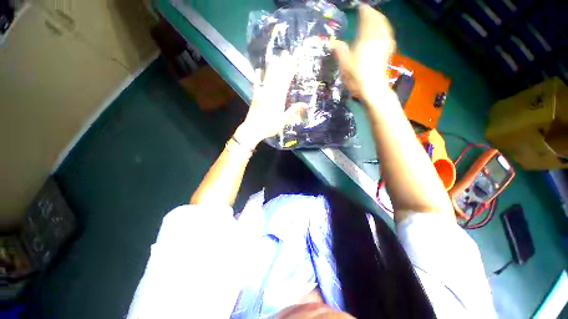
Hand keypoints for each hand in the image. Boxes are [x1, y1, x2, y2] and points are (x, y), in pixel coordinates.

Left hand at [235, 51, 304, 148]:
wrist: (253, 129)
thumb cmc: (269, 126)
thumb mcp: (283, 120)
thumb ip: (293, 111)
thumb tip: (305, 104)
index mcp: (279, 99)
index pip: (285, 82)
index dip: (290, 71)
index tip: (294, 61)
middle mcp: (270, 93)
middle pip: (277, 77)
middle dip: (282, 64)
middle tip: (286, 53)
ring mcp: (262, 94)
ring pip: (268, 78)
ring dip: (272, 68)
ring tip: (275, 57)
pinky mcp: (255, 97)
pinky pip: (256, 85)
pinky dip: (257, 78)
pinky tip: (258, 71)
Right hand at [333, 4, 394, 103]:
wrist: (372, 88)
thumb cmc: (357, 75)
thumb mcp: (344, 63)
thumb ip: (339, 50)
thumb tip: (331, 43)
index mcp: (366, 37)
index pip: (367, 18)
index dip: (364, 11)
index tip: (361, 7)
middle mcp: (378, 37)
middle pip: (378, 20)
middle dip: (373, 14)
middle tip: (368, 11)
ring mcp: (385, 44)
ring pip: (385, 26)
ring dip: (380, 20)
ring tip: (375, 18)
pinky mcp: (388, 52)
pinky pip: (388, 35)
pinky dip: (385, 29)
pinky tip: (383, 31)